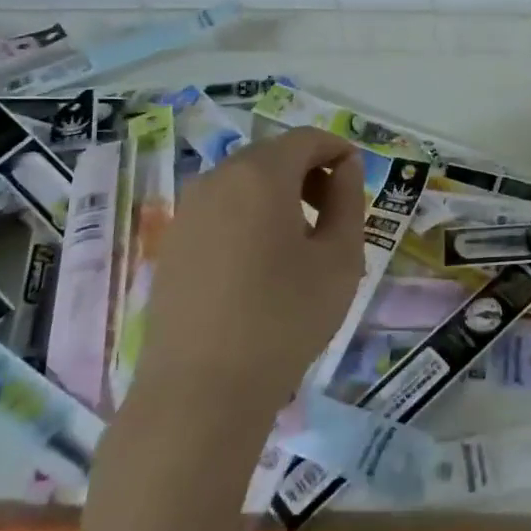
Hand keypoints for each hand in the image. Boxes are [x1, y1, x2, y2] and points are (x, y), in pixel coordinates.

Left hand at [129, 127, 365, 420]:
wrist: (201, 392)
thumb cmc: (284, 318)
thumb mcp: (340, 258)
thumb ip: (348, 200)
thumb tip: (344, 168)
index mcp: (260, 174)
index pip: (308, 139)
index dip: (339, 151)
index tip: (358, 179)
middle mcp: (217, 179)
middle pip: (273, 156)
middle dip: (309, 172)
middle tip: (335, 213)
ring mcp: (188, 211)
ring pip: (245, 182)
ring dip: (280, 194)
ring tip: (302, 241)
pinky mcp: (172, 243)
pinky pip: (221, 210)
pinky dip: (250, 216)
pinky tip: (262, 263)